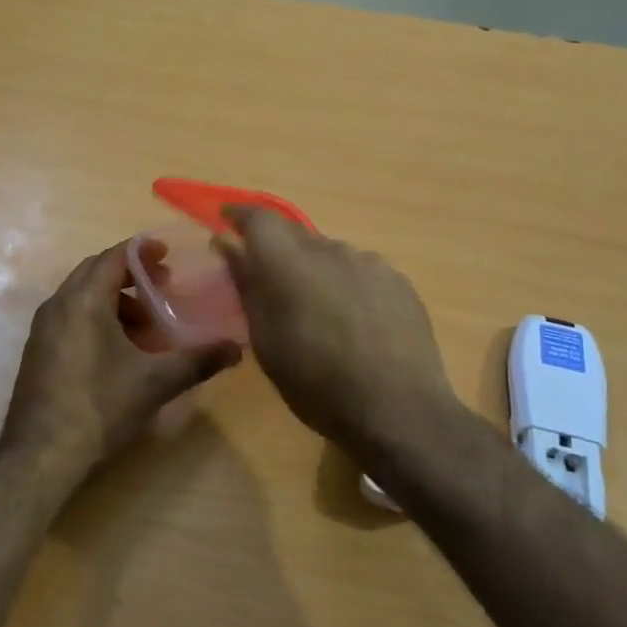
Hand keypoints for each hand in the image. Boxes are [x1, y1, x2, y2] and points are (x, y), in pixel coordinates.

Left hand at [3, 242, 241, 469]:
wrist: (42, 453)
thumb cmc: (101, 406)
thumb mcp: (156, 381)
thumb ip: (199, 360)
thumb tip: (238, 348)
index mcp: (84, 299)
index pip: (115, 256)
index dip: (143, 252)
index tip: (168, 256)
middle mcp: (58, 304)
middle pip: (96, 271)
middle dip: (130, 274)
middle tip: (163, 286)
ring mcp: (43, 328)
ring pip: (82, 295)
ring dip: (115, 299)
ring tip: (145, 325)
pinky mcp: (38, 350)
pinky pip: (71, 316)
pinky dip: (97, 317)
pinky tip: (119, 350)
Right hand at [215, 209, 466, 483]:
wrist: (399, 410)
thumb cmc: (317, 384)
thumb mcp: (267, 342)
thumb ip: (247, 286)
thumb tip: (228, 246)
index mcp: (289, 262)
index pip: (259, 218)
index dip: (241, 216)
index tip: (227, 223)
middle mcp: (331, 249)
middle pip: (296, 235)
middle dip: (278, 251)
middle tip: (270, 282)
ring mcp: (370, 263)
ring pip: (331, 254)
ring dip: (316, 270)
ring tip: (317, 310)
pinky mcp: (399, 281)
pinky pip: (361, 271)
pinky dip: (347, 285)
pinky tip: (354, 321)